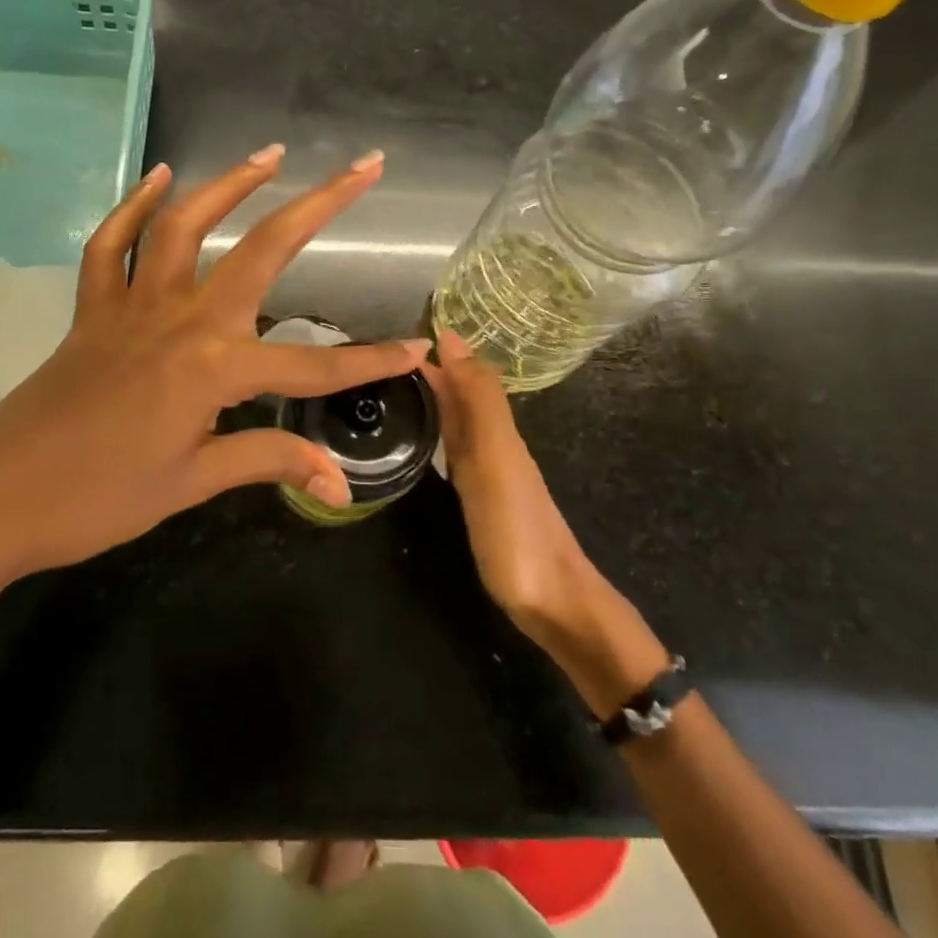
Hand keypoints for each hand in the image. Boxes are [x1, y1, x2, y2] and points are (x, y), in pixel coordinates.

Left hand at [0, 146, 428, 596]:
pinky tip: (159, 179)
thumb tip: (337, 482)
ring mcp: (133, 306)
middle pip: (263, 250)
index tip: (419, 348)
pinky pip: (112, 246)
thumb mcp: (192, 484)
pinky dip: (134, 208)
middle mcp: (182, 320)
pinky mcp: (93, 311)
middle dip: (321, 205)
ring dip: (231, 185)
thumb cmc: (97, 500)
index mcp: (214, 369)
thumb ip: (267, 462)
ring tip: (270, 156)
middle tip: (364, 166)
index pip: (313, 366)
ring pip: (186, 226)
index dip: (371, 360)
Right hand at [424, 329, 669, 714]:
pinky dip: (440, 432)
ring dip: (435, 398)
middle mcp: (494, 443)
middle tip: (383, 357)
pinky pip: (457, 450)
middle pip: (463, 395)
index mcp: (496, 428)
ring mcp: (489, 473)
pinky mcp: (482, 500)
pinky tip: (426, 437)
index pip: (465, 375)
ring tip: (396, 385)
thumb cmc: (516, 528)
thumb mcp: (495, 457)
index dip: (439, 352)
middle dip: (433, 370)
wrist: (553, 602)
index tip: (397, 335)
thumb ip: (477, 399)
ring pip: (460, 421)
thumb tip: (452, 337)